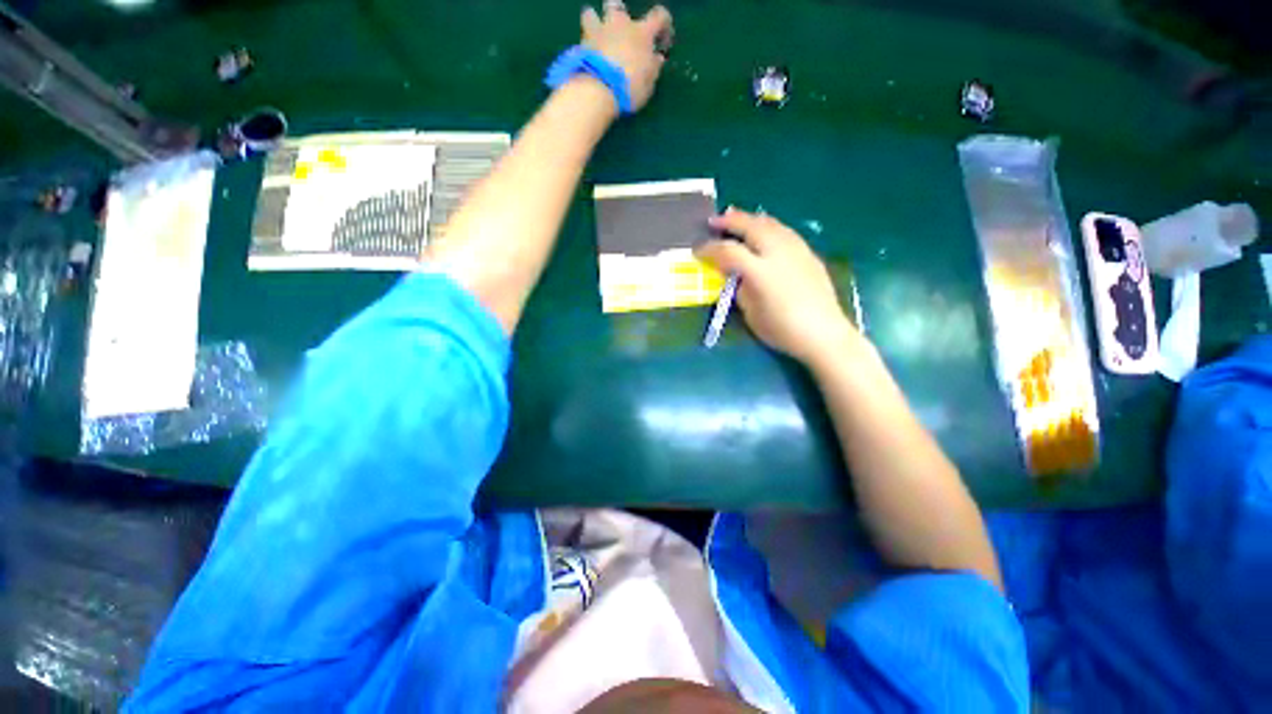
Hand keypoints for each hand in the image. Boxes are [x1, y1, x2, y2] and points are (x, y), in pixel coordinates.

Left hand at [581, 2, 672, 111]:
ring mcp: (601, 28)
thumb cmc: (630, 87)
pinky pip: (583, 32)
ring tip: (599, 37)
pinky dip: (586, 38)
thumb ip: (653, 68)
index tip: (661, 40)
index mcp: (643, 33)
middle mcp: (621, 23)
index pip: (659, 16)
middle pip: (620, 7)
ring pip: (594, 13)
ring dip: (597, 22)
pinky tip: (588, 50)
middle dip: (621, 18)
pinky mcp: (583, 40)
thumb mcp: (648, 84)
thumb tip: (656, 59)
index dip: (664, 24)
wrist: (600, 88)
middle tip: (623, 35)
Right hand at [696, 208, 862, 365]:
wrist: (823, 334)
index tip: (697, 250)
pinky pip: (783, 231)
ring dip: (749, 219)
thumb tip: (733, 273)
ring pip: (770, 223)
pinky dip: (767, 226)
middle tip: (714, 221)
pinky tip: (763, 231)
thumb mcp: (751, 313)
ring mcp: (796, 249)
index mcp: (760, 271)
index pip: (728, 251)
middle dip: (729, 221)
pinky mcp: (808, 253)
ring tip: (737, 218)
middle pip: (750, 226)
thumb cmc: (781, 329)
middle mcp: (778, 252)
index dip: (709, 249)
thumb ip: (739, 288)